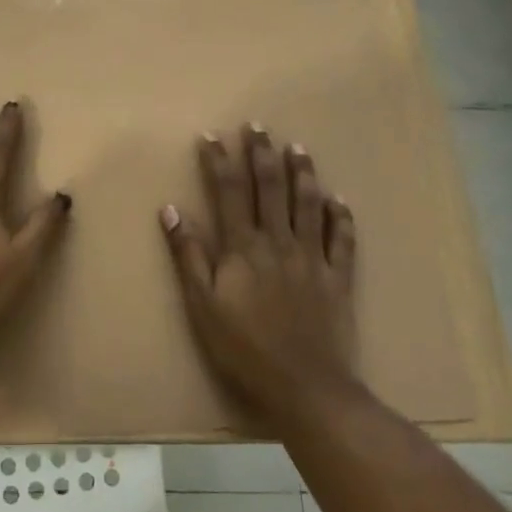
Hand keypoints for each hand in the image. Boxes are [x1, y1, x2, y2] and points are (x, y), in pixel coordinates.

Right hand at [160, 126, 356, 414]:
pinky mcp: (338, 277)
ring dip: (302, 173)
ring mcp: (312, 258)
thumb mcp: (202, 306)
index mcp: (243, 248)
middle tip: (258, 126)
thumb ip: (189, 256)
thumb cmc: (244, 348)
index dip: (219, 161)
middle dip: (262, 153)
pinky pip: (341, 239)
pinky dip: (340, 216)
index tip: (212, 135)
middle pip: (270, 188)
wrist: (305, 386)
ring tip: (298, 147)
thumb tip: (170, 210)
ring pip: (308, 204)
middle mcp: (279, 242)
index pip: (229, 192)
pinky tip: (338, 199)